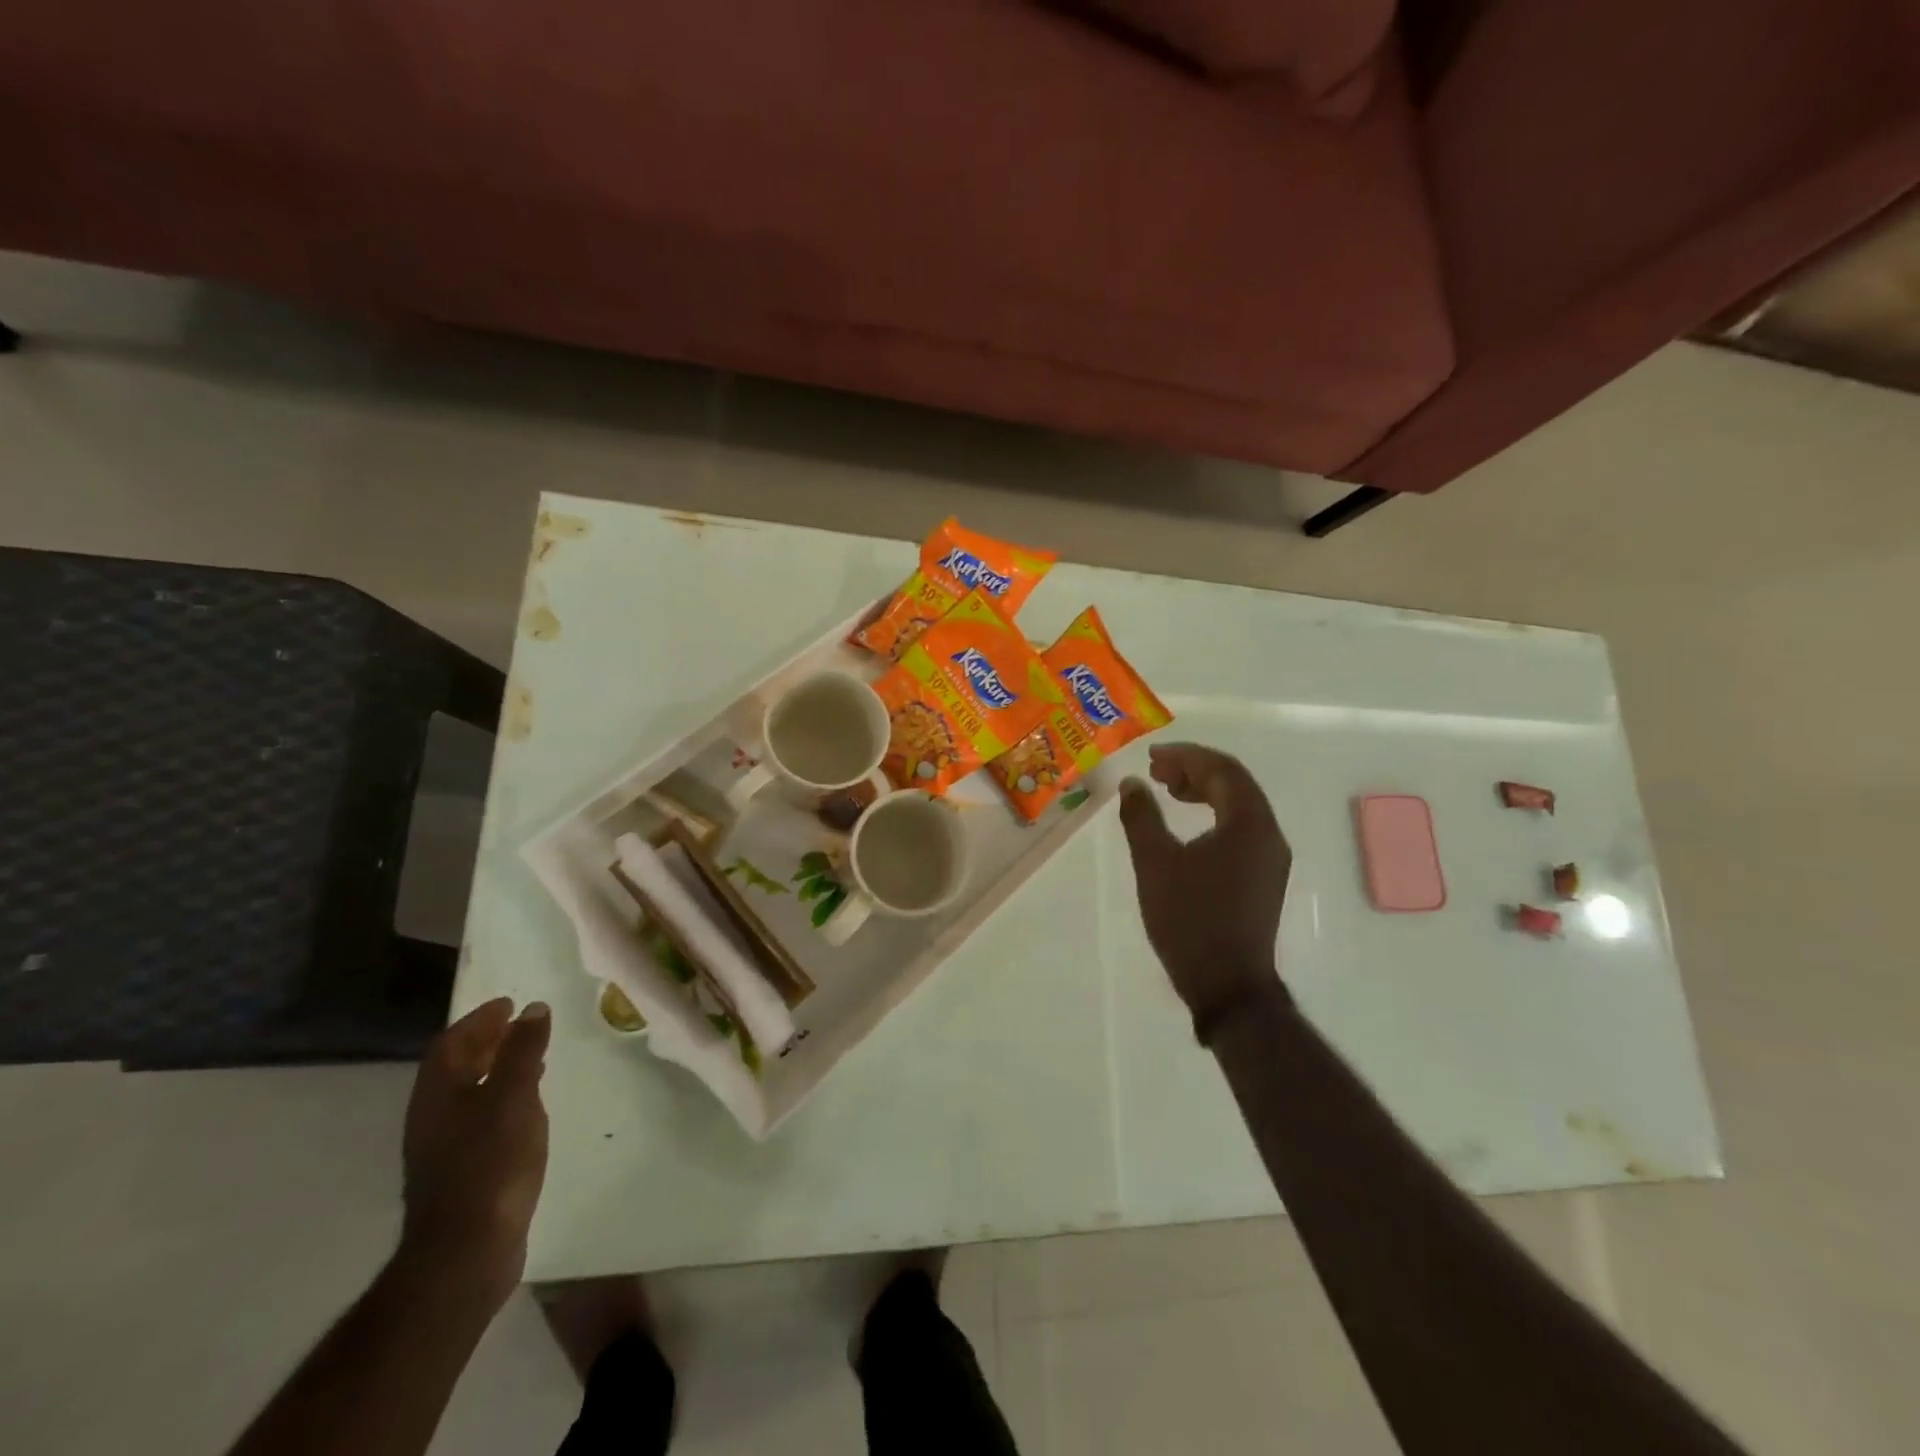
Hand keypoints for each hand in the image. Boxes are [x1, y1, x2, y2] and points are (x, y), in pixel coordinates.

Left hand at [401, 998, 550, 1304]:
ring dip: (495, 1070)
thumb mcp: (514, 1097)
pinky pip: (479, 1118)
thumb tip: (533, 1009)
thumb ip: (523, 1051)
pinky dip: (501, 1099)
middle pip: (454, 1068)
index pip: (450, 1043)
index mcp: (438, 1095)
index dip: (478, 1020)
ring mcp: (443, 1149)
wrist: (466, 1251)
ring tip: (532, 1061)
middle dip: (486, 1042)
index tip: (509, 1004)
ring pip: (467, 1094)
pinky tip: (527, 1109)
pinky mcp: (461, 1173)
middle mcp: (432, 1117)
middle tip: (520, 1027)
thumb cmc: (491, 1163)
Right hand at [1118, 743, 1293, 1024]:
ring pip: (1240, 805)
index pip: (1222, 770)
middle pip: (1235, 783)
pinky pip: (1241, 828)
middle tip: (1156, 771)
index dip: (1186, 756)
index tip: (1152, 757)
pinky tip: (1189, 827)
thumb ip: (1142, 816)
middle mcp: (1269, 834)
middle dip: (1194, 769)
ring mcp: (1270, 857)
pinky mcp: (1263, 877)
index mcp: (1249, 823)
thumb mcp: (1155, 863)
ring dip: (1204, 790)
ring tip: (1168, 791)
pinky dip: (1214, 815)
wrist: (1228, 985)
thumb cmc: (1190, 920)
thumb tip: (1132, 783)